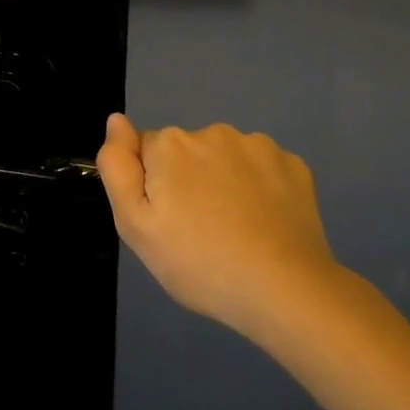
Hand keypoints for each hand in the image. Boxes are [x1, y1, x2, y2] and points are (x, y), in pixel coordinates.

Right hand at [96, 116, 344, 338]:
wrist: (283, 289)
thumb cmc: (198, 263)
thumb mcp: (135, 226)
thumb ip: (118, 167)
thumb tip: (116, 120)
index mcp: (171, 144)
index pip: (147, 153)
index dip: (152, 188)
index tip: (167, 222)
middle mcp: (213, 132)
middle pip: (187, 153)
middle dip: (187, 181)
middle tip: (198, 232)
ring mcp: (259, 146)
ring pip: (227, 159)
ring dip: (224, 182)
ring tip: (235, 232)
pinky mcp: (294, 164)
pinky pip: (263, 170)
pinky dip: (261, 189)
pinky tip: (265, 224)